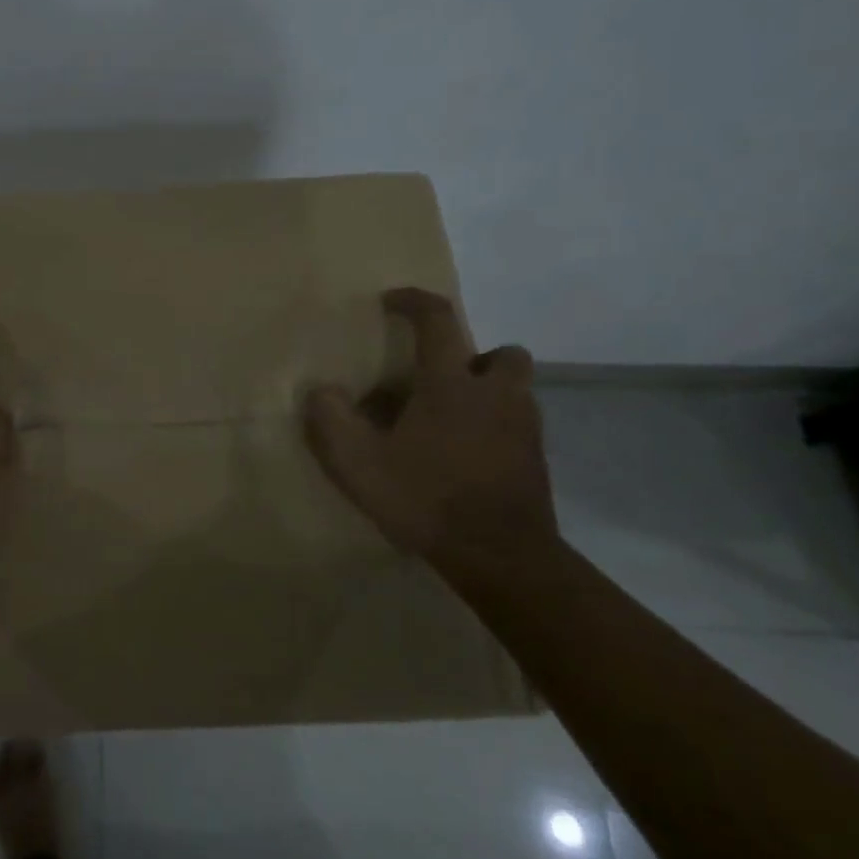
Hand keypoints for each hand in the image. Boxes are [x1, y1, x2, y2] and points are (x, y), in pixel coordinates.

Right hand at [303, 288, 556, 560]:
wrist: (500, 557)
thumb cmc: (425, 498)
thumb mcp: (357, 462)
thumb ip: (330, 419)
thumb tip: (322, 391)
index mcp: (451, 384)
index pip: (438, 321)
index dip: (414, 302)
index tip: (391, 301)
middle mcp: (496, 395)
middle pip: (501, 353)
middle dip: (474, 356)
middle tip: (439, 380)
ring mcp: (525, 428)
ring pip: (515, 390)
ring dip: (487, 393)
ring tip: (449, 422)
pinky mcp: (536, 461)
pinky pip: (517, 426)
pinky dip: (495, 428)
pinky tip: (465, 457)